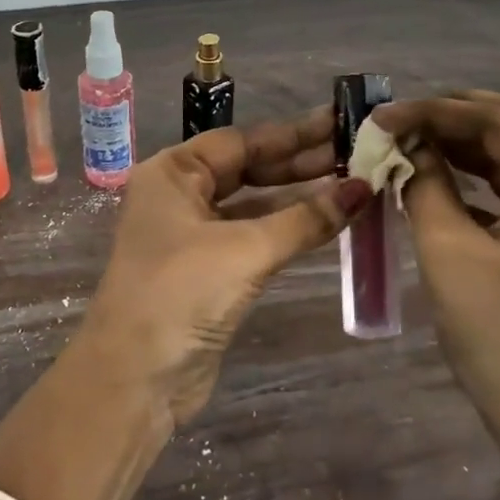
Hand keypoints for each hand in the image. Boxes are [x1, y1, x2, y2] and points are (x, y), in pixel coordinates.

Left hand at [78, 110, 372, 426]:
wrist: (136, 375)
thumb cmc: (182, 292)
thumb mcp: (246, 248)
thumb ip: (306, 218)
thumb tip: (364, 188)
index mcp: (172, 173)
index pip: (240, 141)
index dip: (293, 134)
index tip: (341, 124)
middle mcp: (178, 196)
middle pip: (246, 169)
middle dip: (300, 164)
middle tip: (358, 153)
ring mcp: (190, 236)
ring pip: (252, 205)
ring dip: (297, 198)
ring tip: (354, 183)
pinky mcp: (206, 272)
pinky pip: (252, 237)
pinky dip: (286, 230)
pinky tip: (326, 222)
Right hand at [372, 91, 499, 466]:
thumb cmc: (498, 334)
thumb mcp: (448, 250)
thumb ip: (425, 184)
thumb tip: (404, 146)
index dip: (436, 112)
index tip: (383, 115)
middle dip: (454, 116)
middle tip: (398, 121)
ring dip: (466, 141)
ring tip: (411, 139)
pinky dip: (480, 171)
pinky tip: (440, 170)